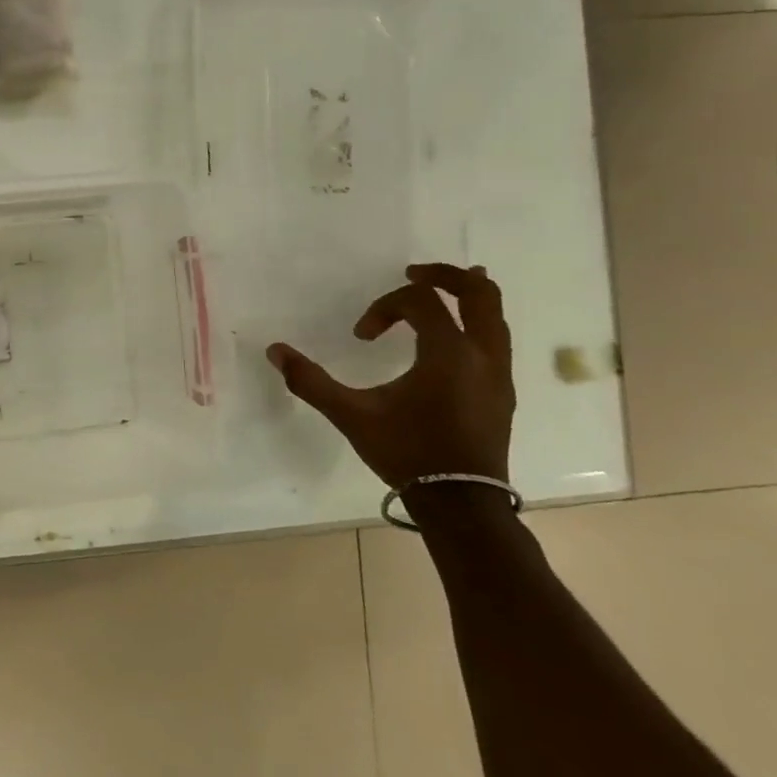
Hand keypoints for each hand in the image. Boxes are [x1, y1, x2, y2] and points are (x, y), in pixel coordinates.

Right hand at [267, 263, 514, 489]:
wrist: (460, 503)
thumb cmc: (407, 453)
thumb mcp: (352, 415)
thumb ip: (311, 381)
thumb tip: (275, 351)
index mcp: (448, 353)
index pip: (420, 302)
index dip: (384, 308)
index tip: (362, 336)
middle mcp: (482, 355)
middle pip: (478, 293)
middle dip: (444, 276)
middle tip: (413, 273)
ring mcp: (499, 374)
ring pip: (495, 316)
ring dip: (465, 298)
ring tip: (440, 293)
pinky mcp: (502, 393)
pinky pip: (495, 340)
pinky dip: (474, 324)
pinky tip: (453, 338)